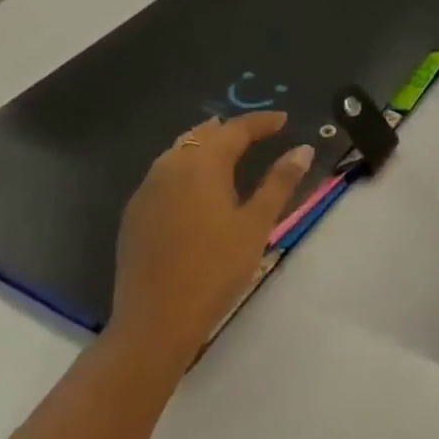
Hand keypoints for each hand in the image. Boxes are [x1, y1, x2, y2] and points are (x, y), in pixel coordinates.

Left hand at [110, 113, 313, 372]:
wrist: (156, 319)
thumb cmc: (215, 268)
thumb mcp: (256, 223)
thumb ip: (280, 181)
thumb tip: (302, 149)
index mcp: (201, 165)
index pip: (235, 129)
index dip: (261, 122)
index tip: (284, 120)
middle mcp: (169, 167)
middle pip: (202, 135)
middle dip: (231, 129)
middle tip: (259, 133)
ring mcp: (147, 190)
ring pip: (178, 151)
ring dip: (206, 145)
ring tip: (231, 152)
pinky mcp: (135, 214)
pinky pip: (163, 173)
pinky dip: (186, 167)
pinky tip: (198, 186)